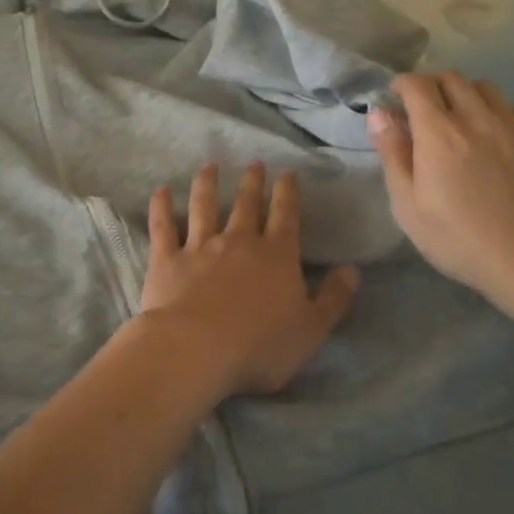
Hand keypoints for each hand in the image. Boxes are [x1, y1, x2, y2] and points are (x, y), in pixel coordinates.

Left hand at [138, 163, 358, 396]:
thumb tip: (353, 270)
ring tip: (209, 167)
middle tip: (254, 164)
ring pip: (204, 207)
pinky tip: (161, 191)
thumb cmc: (260, 346)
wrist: (196, 350)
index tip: (287, 173)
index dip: (288, 193)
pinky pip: (163, 227)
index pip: (286, 216)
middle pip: (246, 205)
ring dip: (207, 185)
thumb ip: (334, 299)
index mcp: (277, 256)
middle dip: (252, 183)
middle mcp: (238, 242)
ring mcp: (200, 247)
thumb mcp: (311, 330)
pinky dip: (161, 207)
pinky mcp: (167, 260)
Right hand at [367, 73, 513, 326]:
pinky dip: (496, 112)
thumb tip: (379, 114)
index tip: (395, 98)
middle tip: (425, 112)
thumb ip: (392, 154)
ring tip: (461, 120)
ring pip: (486, 88)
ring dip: (466, 95)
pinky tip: (495, 139)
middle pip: (452, 78)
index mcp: (439, 132)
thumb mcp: (408, 206)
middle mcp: (478, 117)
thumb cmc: (461, 240)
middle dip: (433, 87)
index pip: (417, 85)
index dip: (402, 85)